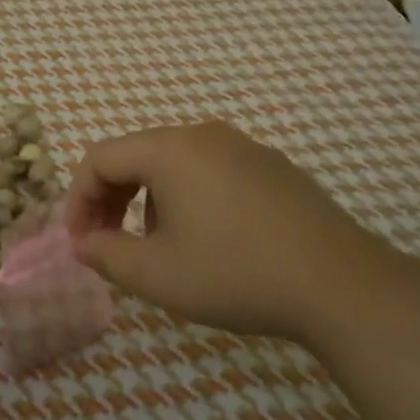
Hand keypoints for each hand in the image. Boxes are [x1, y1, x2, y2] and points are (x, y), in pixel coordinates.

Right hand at [64, 121, 387, 341]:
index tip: (79, 242)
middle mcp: (204, 134)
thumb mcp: (157, 275)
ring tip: (157, 247)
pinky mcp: (272, 167)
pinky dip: (187, 197)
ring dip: (147, 200)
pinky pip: (210, 171)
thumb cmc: (236, 275)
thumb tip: (83, 243)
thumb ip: (106, 255)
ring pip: (173, 164)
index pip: (100, 158)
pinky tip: (206, 239)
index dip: (78, 200)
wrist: (342, 285)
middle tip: (105, 242)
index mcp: (170, 150)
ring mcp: (244, 147)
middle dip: (110, 198)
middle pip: (135, 155)